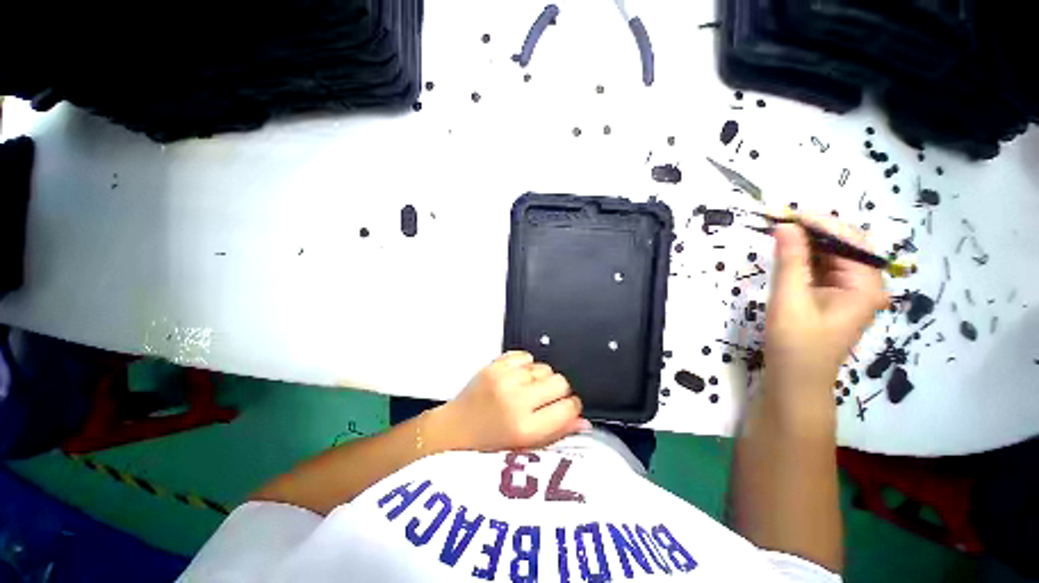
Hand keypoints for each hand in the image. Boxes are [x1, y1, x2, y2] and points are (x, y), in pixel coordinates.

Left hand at [435, 351, 589, 451]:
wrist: (453, 430)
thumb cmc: (488, 447)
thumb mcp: (525, 449)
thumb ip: (556, 433)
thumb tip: (584, 421)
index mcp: (525, 429)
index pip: (568, 407)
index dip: (572, 406)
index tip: (567, 407)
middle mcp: (516, 401)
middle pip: (559, 382)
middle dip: (559, 390)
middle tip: (547, 398)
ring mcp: (503, 380)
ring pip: (544, 367)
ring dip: (542, 378)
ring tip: (529, 389)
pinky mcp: (493, 366)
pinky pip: (524, 356)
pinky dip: (526, 365)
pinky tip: (518, 377)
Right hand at [765, 216, 888, 406]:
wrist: (794, 381)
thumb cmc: (795, 344)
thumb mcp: (789, 300)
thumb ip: (789, 261)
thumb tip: (785, 226)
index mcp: (865, 286)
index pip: (849, 241)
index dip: (820, 224)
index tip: (788, 213)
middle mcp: (865, 285)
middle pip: (843, 246)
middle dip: (813, 232)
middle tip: (779, 222)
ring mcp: (850, 292)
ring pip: (831, 256)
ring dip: (806, 244)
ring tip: (778, 233)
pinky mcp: (833, 298)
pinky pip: (822, 269)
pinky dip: (803, 258)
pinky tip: (785, 254)